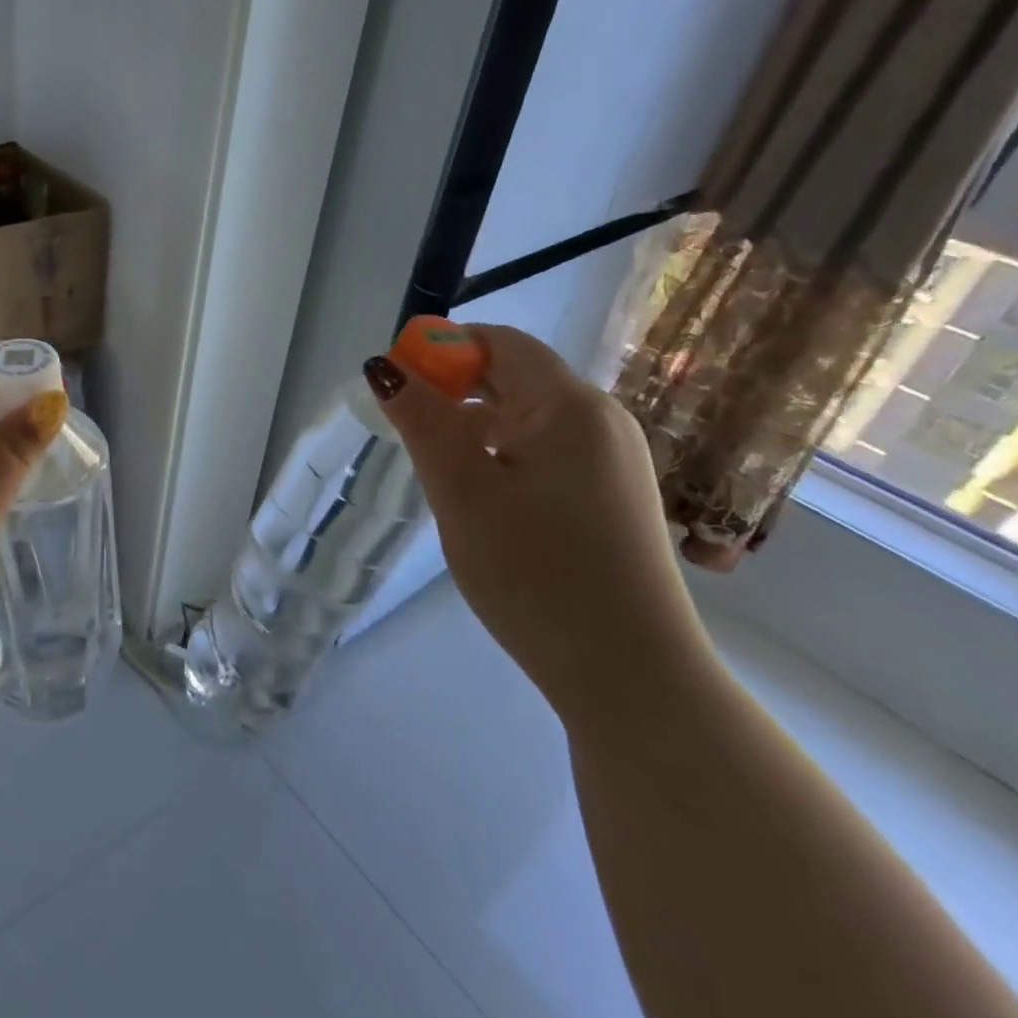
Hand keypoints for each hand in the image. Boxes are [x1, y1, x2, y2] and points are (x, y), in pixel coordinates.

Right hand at [367, 325, 717, 729]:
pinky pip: (548, 451)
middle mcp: (601, 419)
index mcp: (569, 405)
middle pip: (516, 377)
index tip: (399, 389)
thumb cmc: (535, 574)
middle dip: (455, 392)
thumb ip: (422, 420)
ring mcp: (615, 459)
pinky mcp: (615, 495)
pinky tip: (486, 499)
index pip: (499, 342)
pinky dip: (505, 455)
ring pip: (529, 417)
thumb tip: (386, 366)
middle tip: (412, 437)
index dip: (442, 349)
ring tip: (443, 474)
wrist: (631, 675)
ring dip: (476, 427)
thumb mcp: (461, 492)